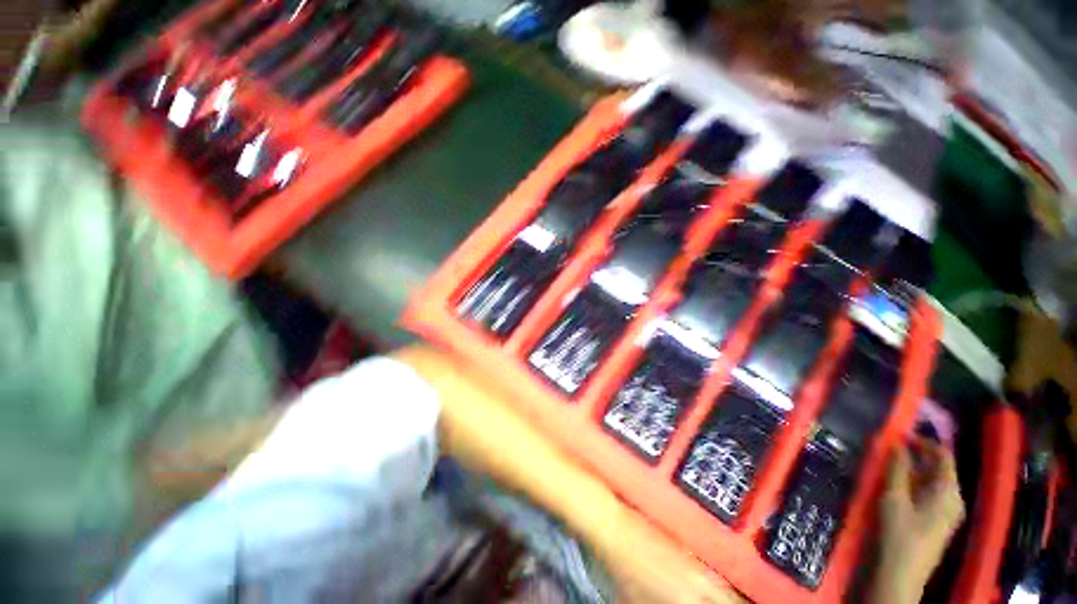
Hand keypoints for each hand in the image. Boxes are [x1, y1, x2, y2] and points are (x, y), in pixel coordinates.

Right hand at [872, 439, 965, 603]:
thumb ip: (896, 469)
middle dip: (918, 455)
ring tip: (892, 464)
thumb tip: (896, 443)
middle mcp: (955, 498)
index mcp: (948, 491)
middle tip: (892, 448)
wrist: (903, 573)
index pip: (943, 455)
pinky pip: (934, 492)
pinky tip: (901, 485)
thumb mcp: (893, 498)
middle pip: (941, 468)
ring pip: (937, 481)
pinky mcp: (941, 520)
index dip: (923, 441)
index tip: (899, 434)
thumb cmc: (899, 533)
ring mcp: (949, 511)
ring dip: (917, 469)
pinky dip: (919, 482)